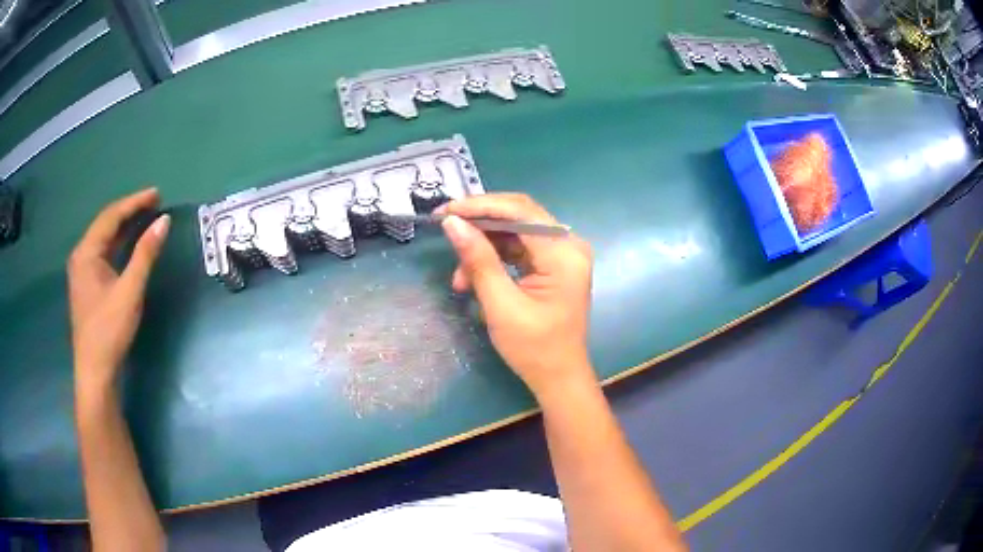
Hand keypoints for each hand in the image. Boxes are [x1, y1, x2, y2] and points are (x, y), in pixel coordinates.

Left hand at [68, 189, 169, 389]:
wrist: (95, 371)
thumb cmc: (109, 330)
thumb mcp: (129, 291)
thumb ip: (145, 254)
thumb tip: (163, 221)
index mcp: (86, 252)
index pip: (111, 216)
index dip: (134, 202)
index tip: (157, 194)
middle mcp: (81, 256)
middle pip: (105, 224)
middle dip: (129, 211)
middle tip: (153, 203)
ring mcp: (82, 271)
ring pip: (104, 239)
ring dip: (123, 227)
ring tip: (144, 217)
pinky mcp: (87, 285)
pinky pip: (103, 253)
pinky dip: (118, 244)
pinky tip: (128, 244)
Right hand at [438, 194, 593, 396]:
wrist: (559, 377)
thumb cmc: (534, 348)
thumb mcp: (501, 305)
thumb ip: (478, 259)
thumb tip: (452, 222)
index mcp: (564, 253)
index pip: (520, 211)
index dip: (480, 206)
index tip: (445, 210)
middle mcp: (568, 244)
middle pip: (519, 216)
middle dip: (479, 223)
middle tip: (445, 229)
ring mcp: (562, 254)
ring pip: (515, 232)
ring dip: (483, 247)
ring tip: (459, 277)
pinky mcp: (553, 264)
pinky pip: (519, 248)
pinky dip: (494, 258)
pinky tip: (473, 278)